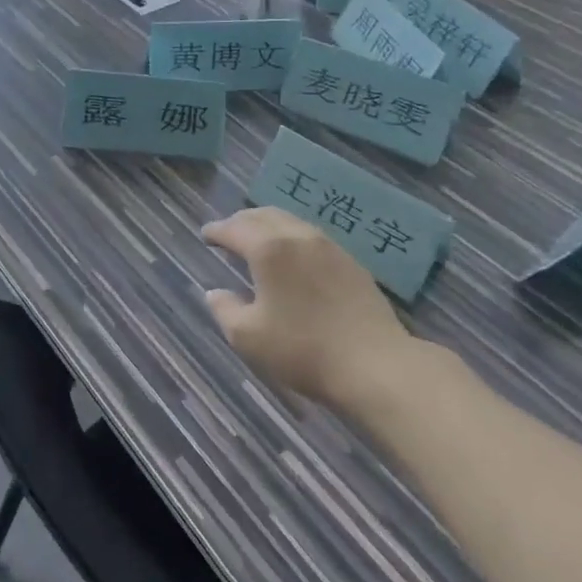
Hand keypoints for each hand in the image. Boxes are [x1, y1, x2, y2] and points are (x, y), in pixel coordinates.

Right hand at [201, 207, 410, 408]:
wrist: (376, 365)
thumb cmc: (303, 350)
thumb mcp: (248, 337)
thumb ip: (225, 310)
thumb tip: (215, 293)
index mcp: (268, 249)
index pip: (234, 229)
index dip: (216, 230)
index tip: (205, 235)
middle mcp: (298, 237)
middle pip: (263, 216)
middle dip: (241, 221)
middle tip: (228, 233)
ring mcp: (329, 247)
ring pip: (290, 221)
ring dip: (268, 225)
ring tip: (259, 241)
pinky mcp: (351, 262)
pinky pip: (312, 236)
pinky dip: (292, 237)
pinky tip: (293, 257)